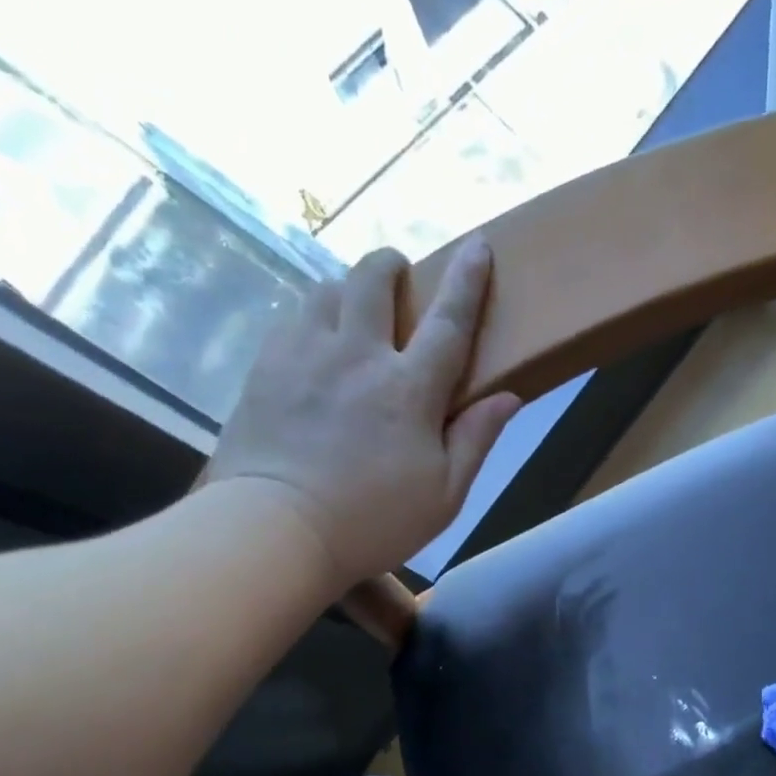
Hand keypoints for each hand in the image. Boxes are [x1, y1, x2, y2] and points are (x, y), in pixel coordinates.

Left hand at [206, 236, 522, 588]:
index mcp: (410, 390)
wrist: (276, 530)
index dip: (467, 280)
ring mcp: (304, 355)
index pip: (448, 322)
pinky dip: (311, 317)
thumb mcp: (445, 495)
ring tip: (354, 313)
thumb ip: (477, 440)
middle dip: (391, 266)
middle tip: (399, 278)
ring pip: (326, 288)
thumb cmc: (373, 522)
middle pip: (374, 279)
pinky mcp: (265, 368)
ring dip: (347, 289)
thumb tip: (510, 396)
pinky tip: (315, 343)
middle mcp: (358, 355)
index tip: (477, 245)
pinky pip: (291, 318)